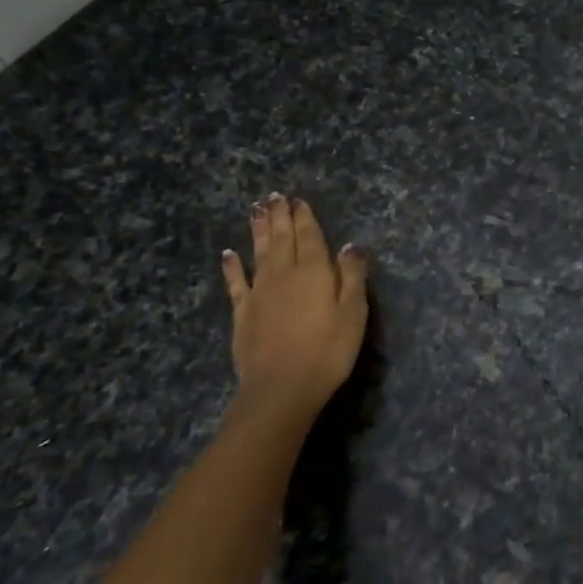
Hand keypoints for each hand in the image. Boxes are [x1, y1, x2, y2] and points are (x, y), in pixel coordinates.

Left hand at [220, 194, 369, 427]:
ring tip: (255, 210)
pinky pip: (236, 282)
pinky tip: (228, 254)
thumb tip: (351, 245)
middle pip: (282, 238)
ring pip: (259, 252)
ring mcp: (260, 292)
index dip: (304, 216)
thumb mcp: (354, 312)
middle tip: (274, 195)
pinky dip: (232, 266)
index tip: (298, 200)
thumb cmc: (328, 350)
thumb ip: (353, 276)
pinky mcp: (243, 313)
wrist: (282, 388)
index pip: (310, 235)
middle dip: (279, 215)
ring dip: (258, 230)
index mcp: (314, 271)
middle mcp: (284, 273)